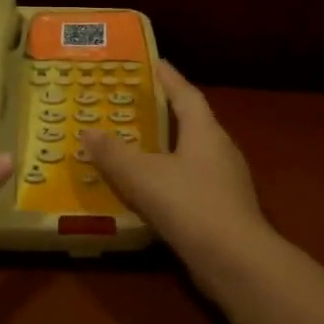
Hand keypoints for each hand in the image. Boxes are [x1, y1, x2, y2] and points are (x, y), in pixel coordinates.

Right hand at [82, 61, 271, 285]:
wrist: (234, 260)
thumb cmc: (189, 205)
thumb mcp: (143, 176)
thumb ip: (114, 153)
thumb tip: (88, 131)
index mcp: (205, 132)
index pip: (186, 94)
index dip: (169, 78)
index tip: (153, 63)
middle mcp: (220, 150)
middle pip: (192, 123)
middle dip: (165, 113)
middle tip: (134, 106)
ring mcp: (226, 182)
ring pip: (191, 156)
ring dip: (166, 150)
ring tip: (134, 148)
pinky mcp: (223, 210)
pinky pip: (191, 184)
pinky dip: (169, 181)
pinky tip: (149, 193)